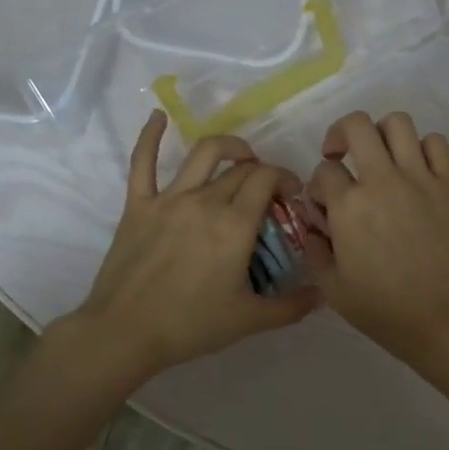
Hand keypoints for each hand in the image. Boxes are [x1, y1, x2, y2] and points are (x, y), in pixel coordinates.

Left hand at [66, 111, 319, 382]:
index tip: (293, 194)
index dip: (285, 178)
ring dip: (228, 147)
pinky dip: (150, 135)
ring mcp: (168, 199)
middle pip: (241, 170)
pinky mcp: (138, 205)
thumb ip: (291, 306)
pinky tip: (157, 116)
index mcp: (234, 225)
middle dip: (262, 173)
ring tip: (240, 154)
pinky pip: (142, 162)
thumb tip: (323, 295)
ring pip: (203, 154)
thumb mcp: (249, 320)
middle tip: (269, 193)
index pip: (267, 179)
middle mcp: (205, 201)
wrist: (125, 333)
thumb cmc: (190, 325)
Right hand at [303, 111, 448, 362]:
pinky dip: (422, 147)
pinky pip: (436, 143)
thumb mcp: (332, 288)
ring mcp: (420, 178)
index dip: (317, 185)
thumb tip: (315, 227)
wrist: (443, 317)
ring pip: (398, 123)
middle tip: (341, 156)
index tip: (323, 204)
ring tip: (379, 156)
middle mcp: (382, 180)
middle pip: (357, 126)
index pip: (323, 171)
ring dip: (381, 133)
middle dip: (340, 134)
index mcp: (348, 206)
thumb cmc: (383, 308)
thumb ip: (315, 251)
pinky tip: (415, 168)